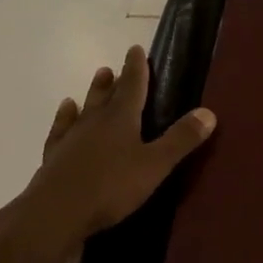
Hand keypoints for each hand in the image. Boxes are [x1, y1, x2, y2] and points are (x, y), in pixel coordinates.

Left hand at [11, 45, 215, 253]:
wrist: (55, 213)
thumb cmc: (110, 187)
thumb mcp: (155, 165)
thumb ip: (181, 139)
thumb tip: (209, 112)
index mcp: (121, 118)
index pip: (133, 85)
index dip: (137, 67)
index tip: (136, 49)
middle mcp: (95, 121)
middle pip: (106, 94)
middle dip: (114, 80)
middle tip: (114, 67)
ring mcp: (71, 139)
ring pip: (84, 109)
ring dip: (92, 94)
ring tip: (96, 79)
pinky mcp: (53, 158)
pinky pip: (60, 131)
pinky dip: (63, 119)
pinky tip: (64, 113)